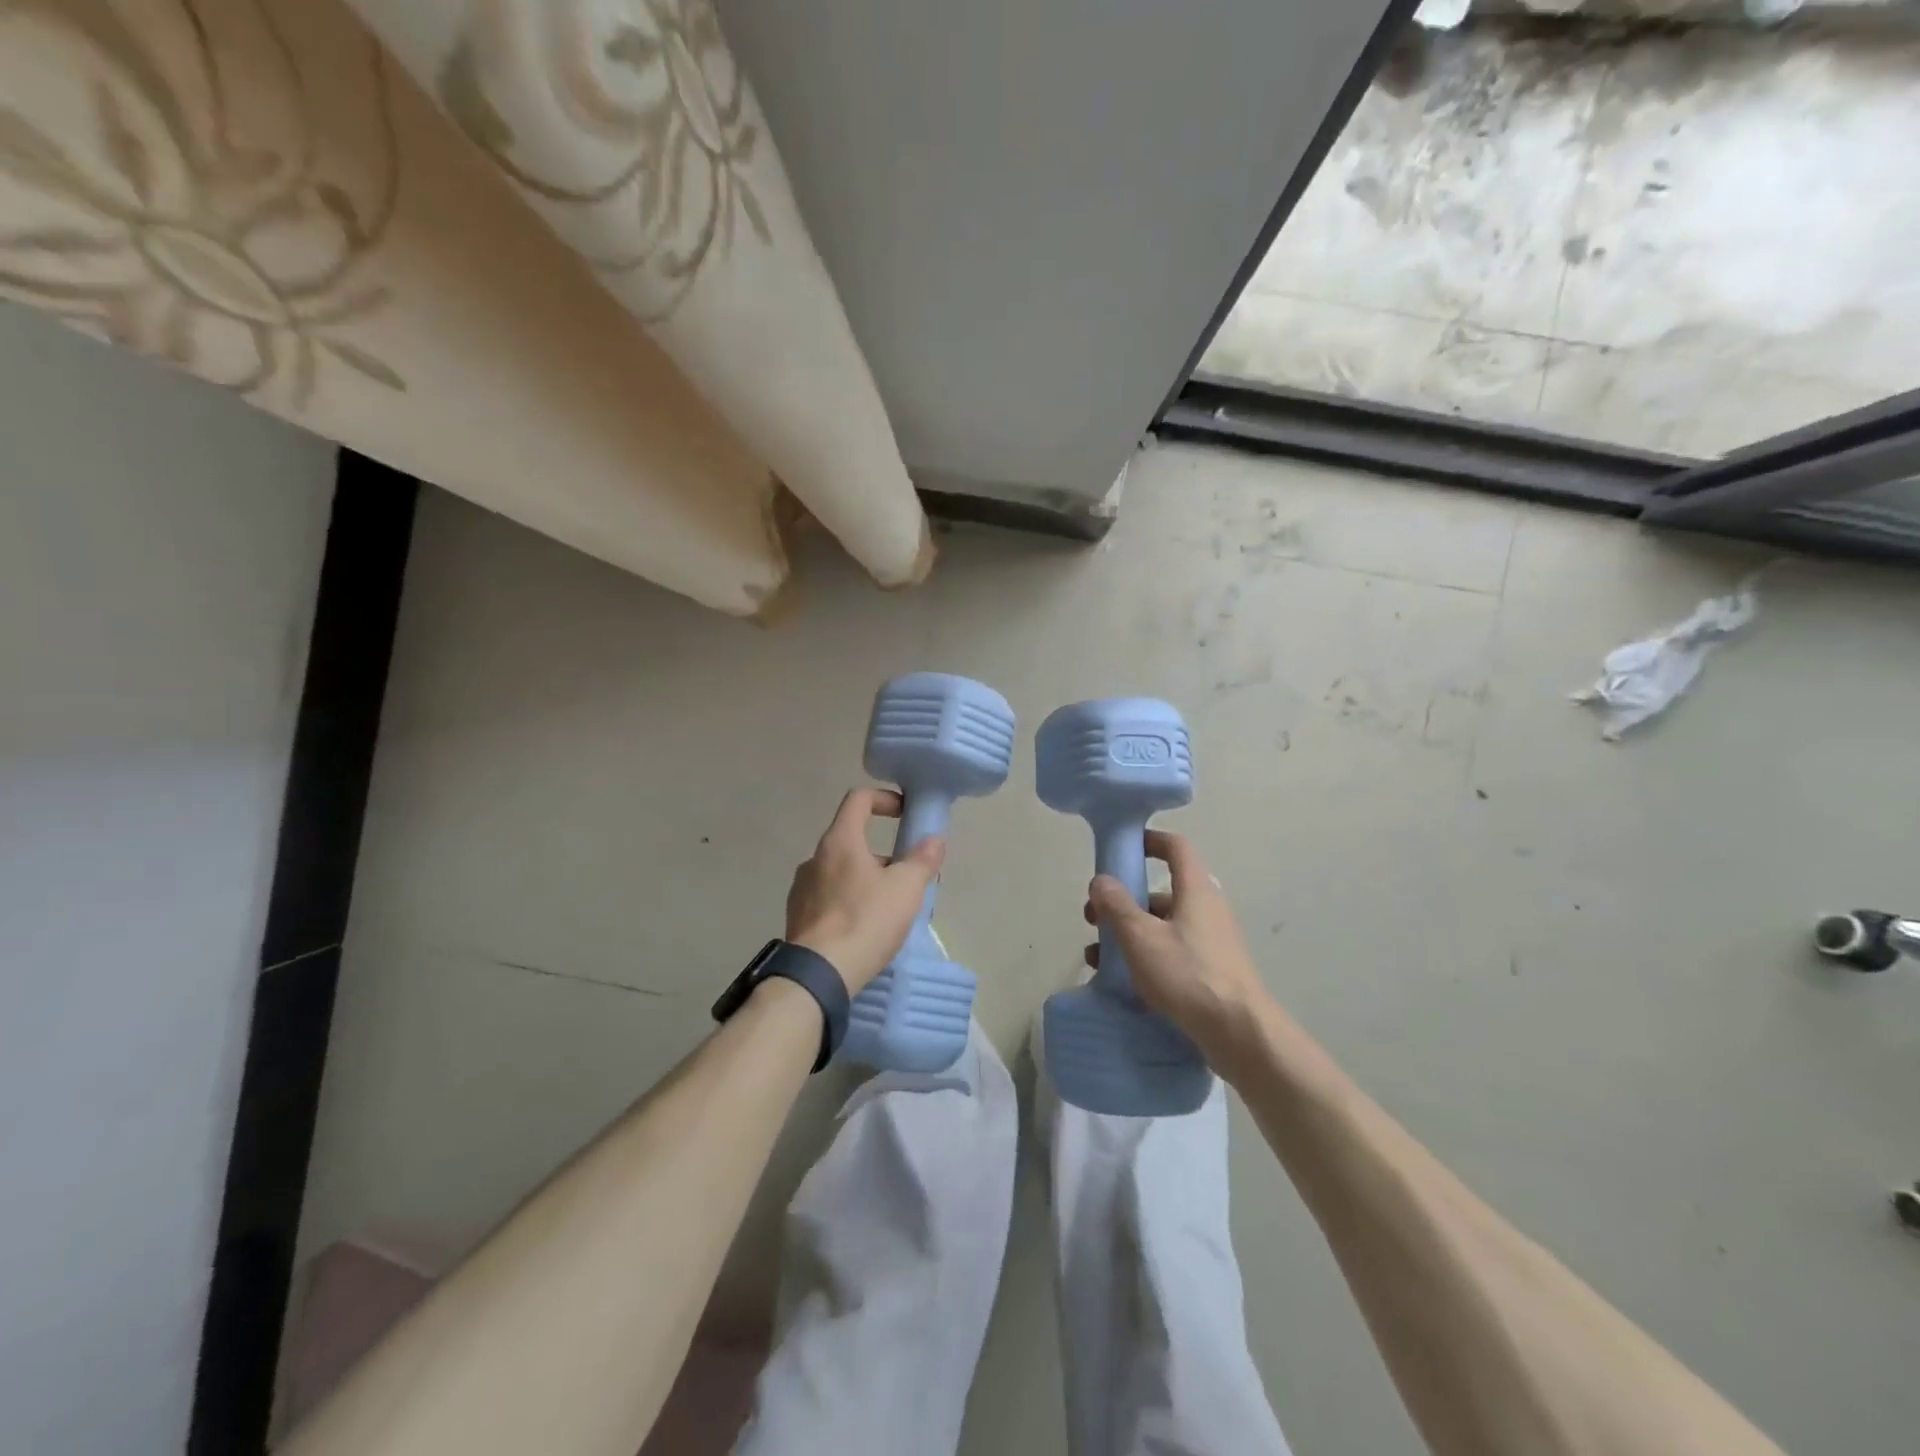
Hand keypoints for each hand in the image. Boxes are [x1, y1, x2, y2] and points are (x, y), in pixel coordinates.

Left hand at [786, 788, 944, 994]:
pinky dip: (848, 903)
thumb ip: (922, 860)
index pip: (858, 800)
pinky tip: (863, 929)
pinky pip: (828, 898)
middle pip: (851, 840)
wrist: (818, 975)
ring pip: (840, 872)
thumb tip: (934, 839)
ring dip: (865, 880)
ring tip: (887, 909)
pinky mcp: (797, 917)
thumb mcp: (905, 888)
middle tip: (905, 878)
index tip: (904, 814)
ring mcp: (801, 889)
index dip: (884, 799)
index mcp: (840, 841)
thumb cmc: (865, 920)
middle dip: (881, 854)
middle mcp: (815, 858)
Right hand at [1083, 830, 1270, 1064]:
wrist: (1240, 1034)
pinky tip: (1120, 982)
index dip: (1149, 841)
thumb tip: (1101, 880)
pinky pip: (1170, 953)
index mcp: (1196, 890)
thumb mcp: (1141, 937)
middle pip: (1160, 892)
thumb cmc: (1188, 975)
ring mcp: (1210, 942)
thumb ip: (1117, 905)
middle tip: (1094, 920)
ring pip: (1161, 927)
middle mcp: (1206, 910)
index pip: (1175, 847)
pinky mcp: (1210, 972)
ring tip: (1097, 959)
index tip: (1121, 849)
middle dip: (1123, 902)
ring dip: (1128, 935)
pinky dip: (1144, 959)